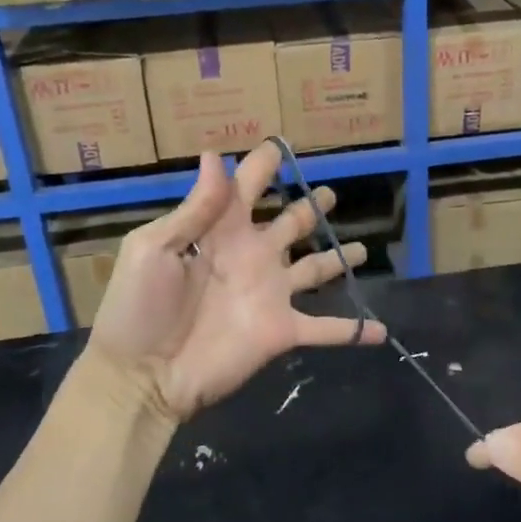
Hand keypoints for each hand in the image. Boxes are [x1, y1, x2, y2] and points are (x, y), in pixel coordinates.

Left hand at [88, 143, 386, 420]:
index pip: (246, 188)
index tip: (280, 145)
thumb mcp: (154, 249)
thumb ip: (194, 209)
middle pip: (291, 224)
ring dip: (339, 259)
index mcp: (220, 231)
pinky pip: (326, 329)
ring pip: (316, 270)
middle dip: (311, 207)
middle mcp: (253, 256)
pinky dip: (355, 330)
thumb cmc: (139, 307)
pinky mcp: (282, 330)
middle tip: (332, 194)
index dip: (262, 165)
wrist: (142, 376)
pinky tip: (381, 329)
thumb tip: (214, 156)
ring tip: (364, 248)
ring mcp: (271, 294)